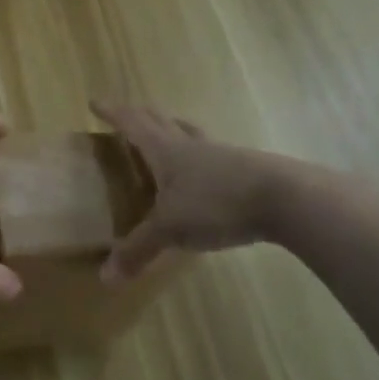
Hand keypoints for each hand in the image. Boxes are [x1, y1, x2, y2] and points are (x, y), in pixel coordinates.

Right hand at [92, 101, 280, 281]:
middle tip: (127, 115)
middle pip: (160, 121)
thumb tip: (105, 277)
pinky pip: (211, 154)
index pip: (132, 123)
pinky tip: (202, 170)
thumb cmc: (217, 203)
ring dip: (172, 128)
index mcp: (166, 150)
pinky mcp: (244, 168)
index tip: (94, 102)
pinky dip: (197, 154)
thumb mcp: (171, 229)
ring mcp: (220, 154)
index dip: (112, 113)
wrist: (284, 198)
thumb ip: (138, 250)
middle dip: (140, 115)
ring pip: (189, 133)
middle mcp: (190, 145)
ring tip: (164, 132)